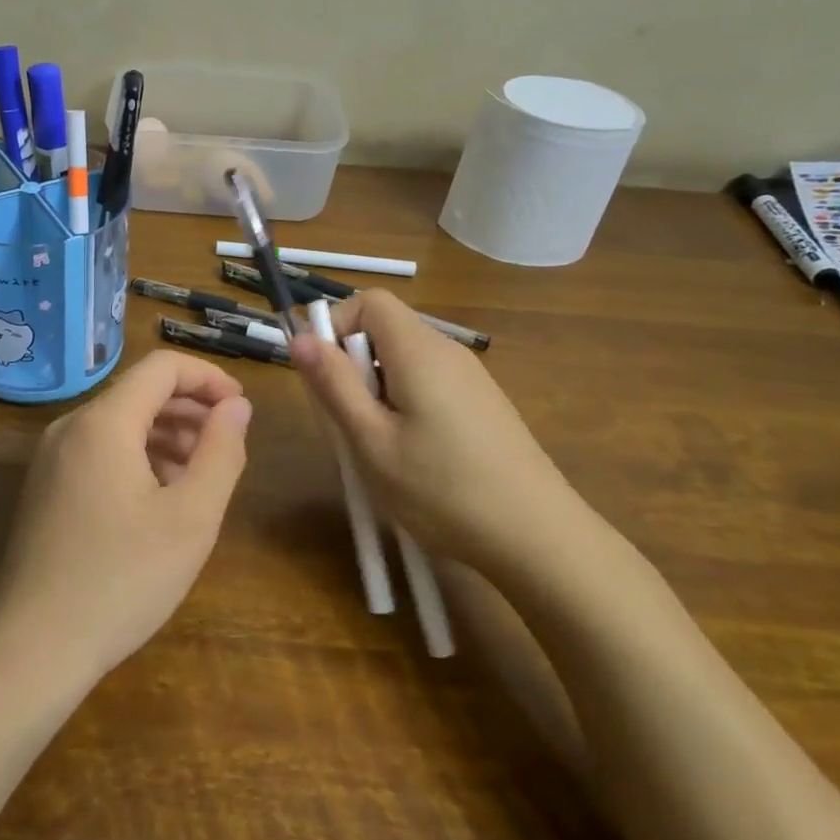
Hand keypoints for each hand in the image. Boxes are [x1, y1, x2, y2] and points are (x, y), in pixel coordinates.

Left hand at [0, 350, 252, 687]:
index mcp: (104, 422)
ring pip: (119, 423)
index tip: (241, 409)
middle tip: (227, 444)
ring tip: (200, 474)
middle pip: (139, 392)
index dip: (208, 378)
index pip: (163, 367)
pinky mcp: (45, 487)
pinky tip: (160, 497)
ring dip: (166, 434)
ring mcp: (51, 458)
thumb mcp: (191, 518)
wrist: (33, 648)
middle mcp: (71, 426)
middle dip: (190, 408)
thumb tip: (236, 406)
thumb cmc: (122, 580)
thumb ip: (221, 451)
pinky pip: (99, 451)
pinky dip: (137, 456)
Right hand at [291, 291, 596, 580]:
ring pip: (404, 361)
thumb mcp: (372, 441)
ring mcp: (471, 378)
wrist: (539, 538)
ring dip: (377, 390)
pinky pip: (429, 383)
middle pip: (386, 330)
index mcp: (419, 351)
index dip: (336, 326)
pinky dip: (405, 404)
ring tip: (378, 447)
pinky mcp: (483, 404)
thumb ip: (334, 384)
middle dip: (353, 366)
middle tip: (348, 424)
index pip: (369, 301)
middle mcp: (448, 351)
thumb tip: (300, 337)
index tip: (324, 376)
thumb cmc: (443, 489)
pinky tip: (414, 456)